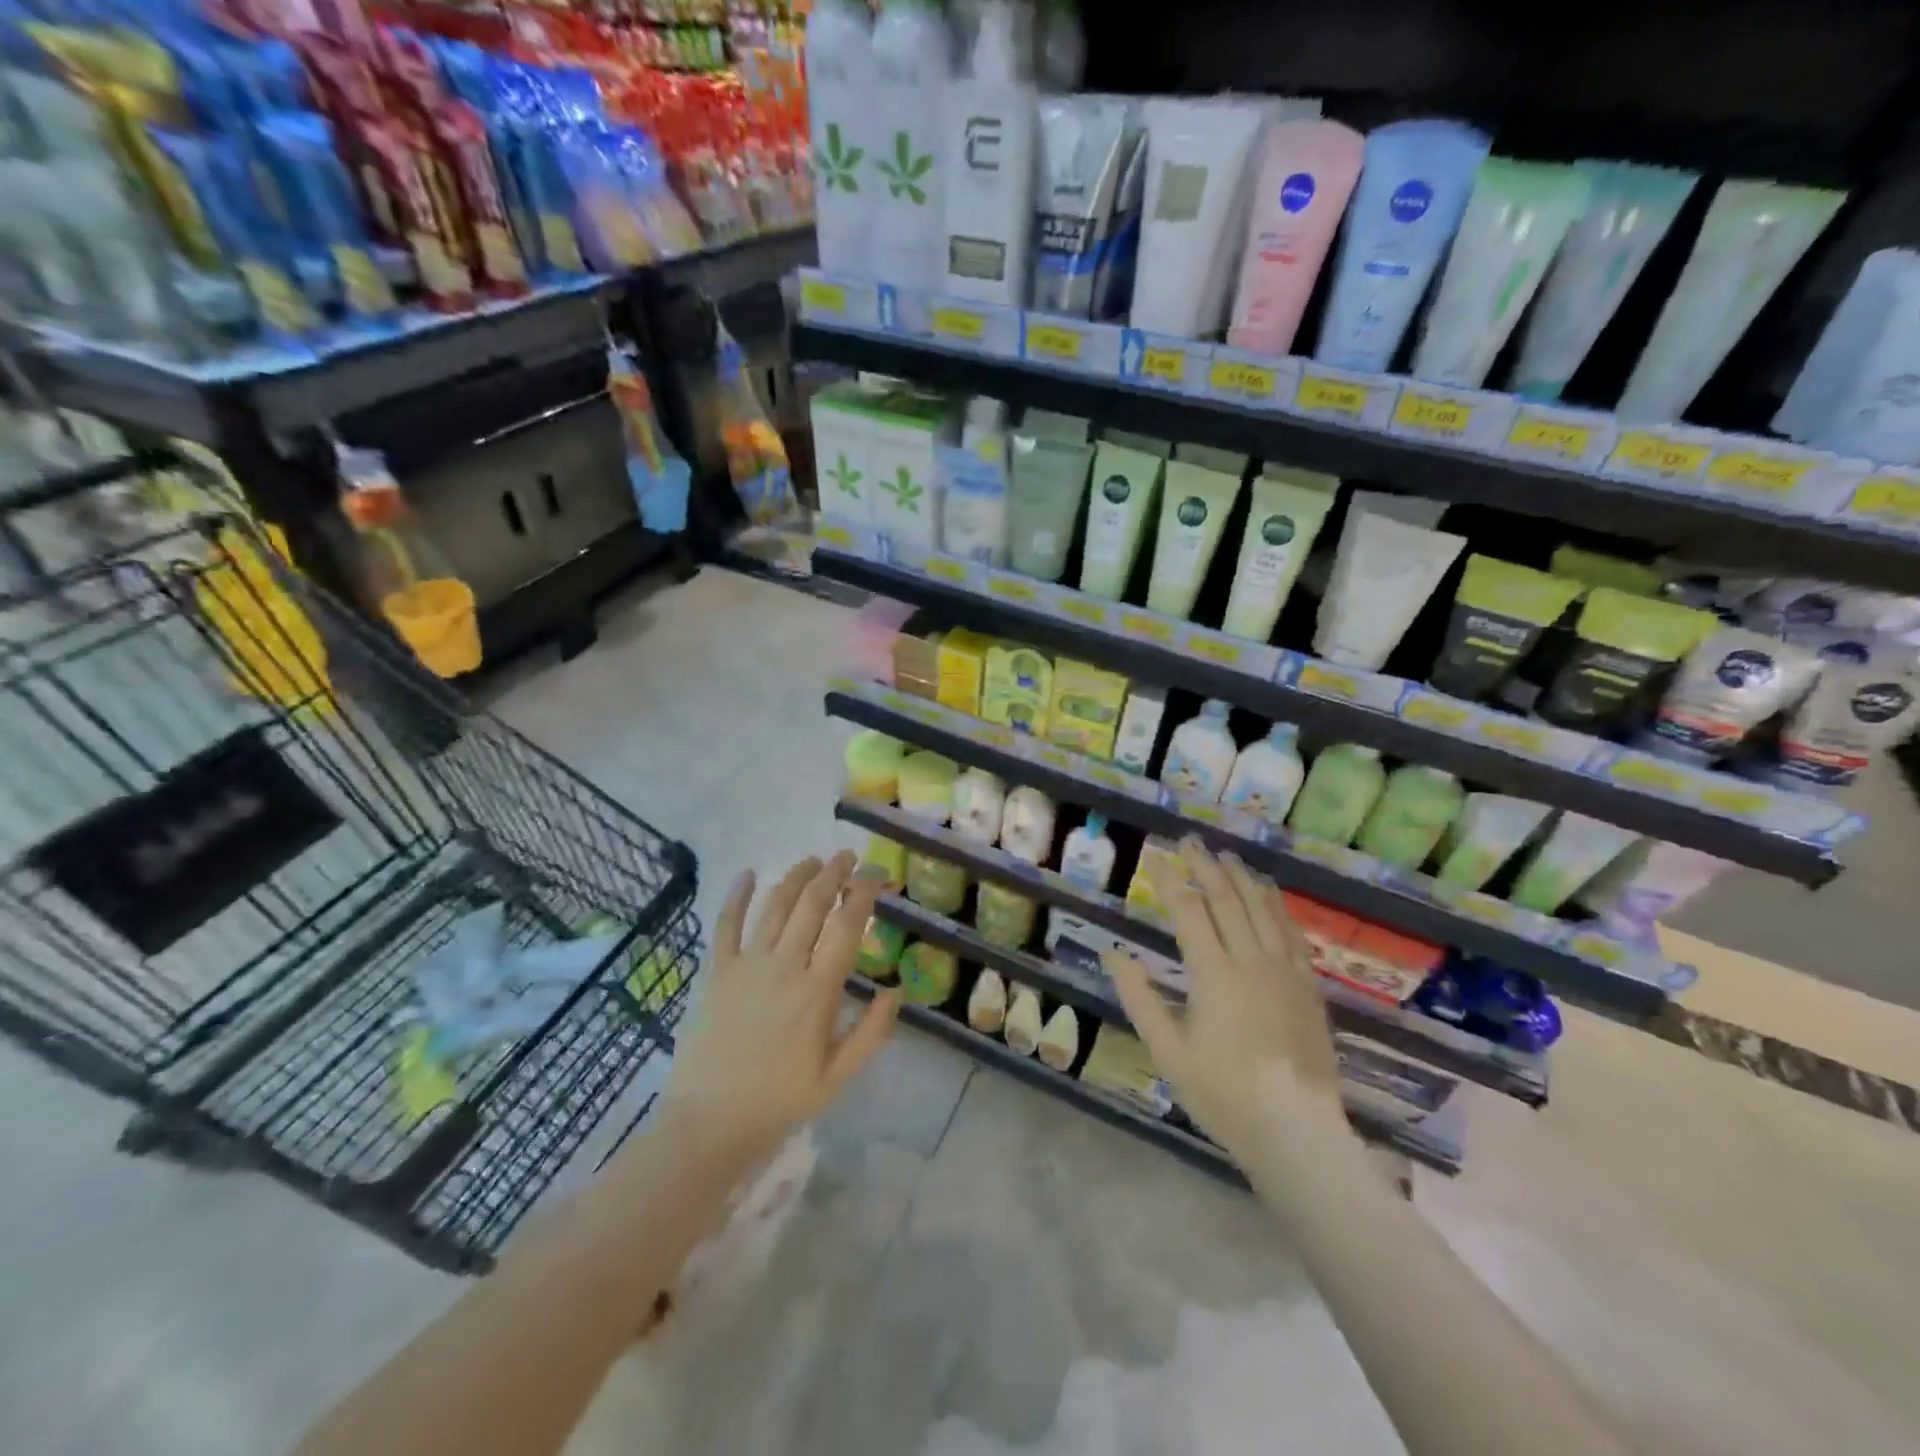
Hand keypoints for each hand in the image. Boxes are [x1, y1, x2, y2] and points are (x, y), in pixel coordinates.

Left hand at [663, 851, 901, 1167]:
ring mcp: (747, 965)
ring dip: (796, 876)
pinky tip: (748, 873)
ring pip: (775, 905)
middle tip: (847, 857)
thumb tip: (897, 990)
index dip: (864, 894)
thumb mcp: (838, 1077)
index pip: (847, 927)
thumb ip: (872, 1032)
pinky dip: (736, 895)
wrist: (709, 1122)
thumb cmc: (779, 1101)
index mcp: (818, 991)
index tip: (876, 876)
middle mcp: (784, 966)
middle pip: (812, 904)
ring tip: (812, 860)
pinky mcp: (716, 971)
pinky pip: (725, 924)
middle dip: (833, 873)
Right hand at [1104, 838, 1345, 1166]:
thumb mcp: (1167, 1051)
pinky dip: (1276, 905)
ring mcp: (1284, 971)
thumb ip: (1139, 998)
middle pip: (1226, 899)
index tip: (1156, 857)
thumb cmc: (1223, 1093)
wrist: (1297, 1131)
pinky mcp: (1308, 985)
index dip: (1170, 880)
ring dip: (1242, 877)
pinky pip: (1292, 932)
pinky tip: (1269, 893)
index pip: (1188, 911)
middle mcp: (1250, 961)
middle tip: (1190, 840)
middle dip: (1205, 865)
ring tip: (1227, 855)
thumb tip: (1112, 954)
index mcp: (1213, 974)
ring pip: (1262, 908)